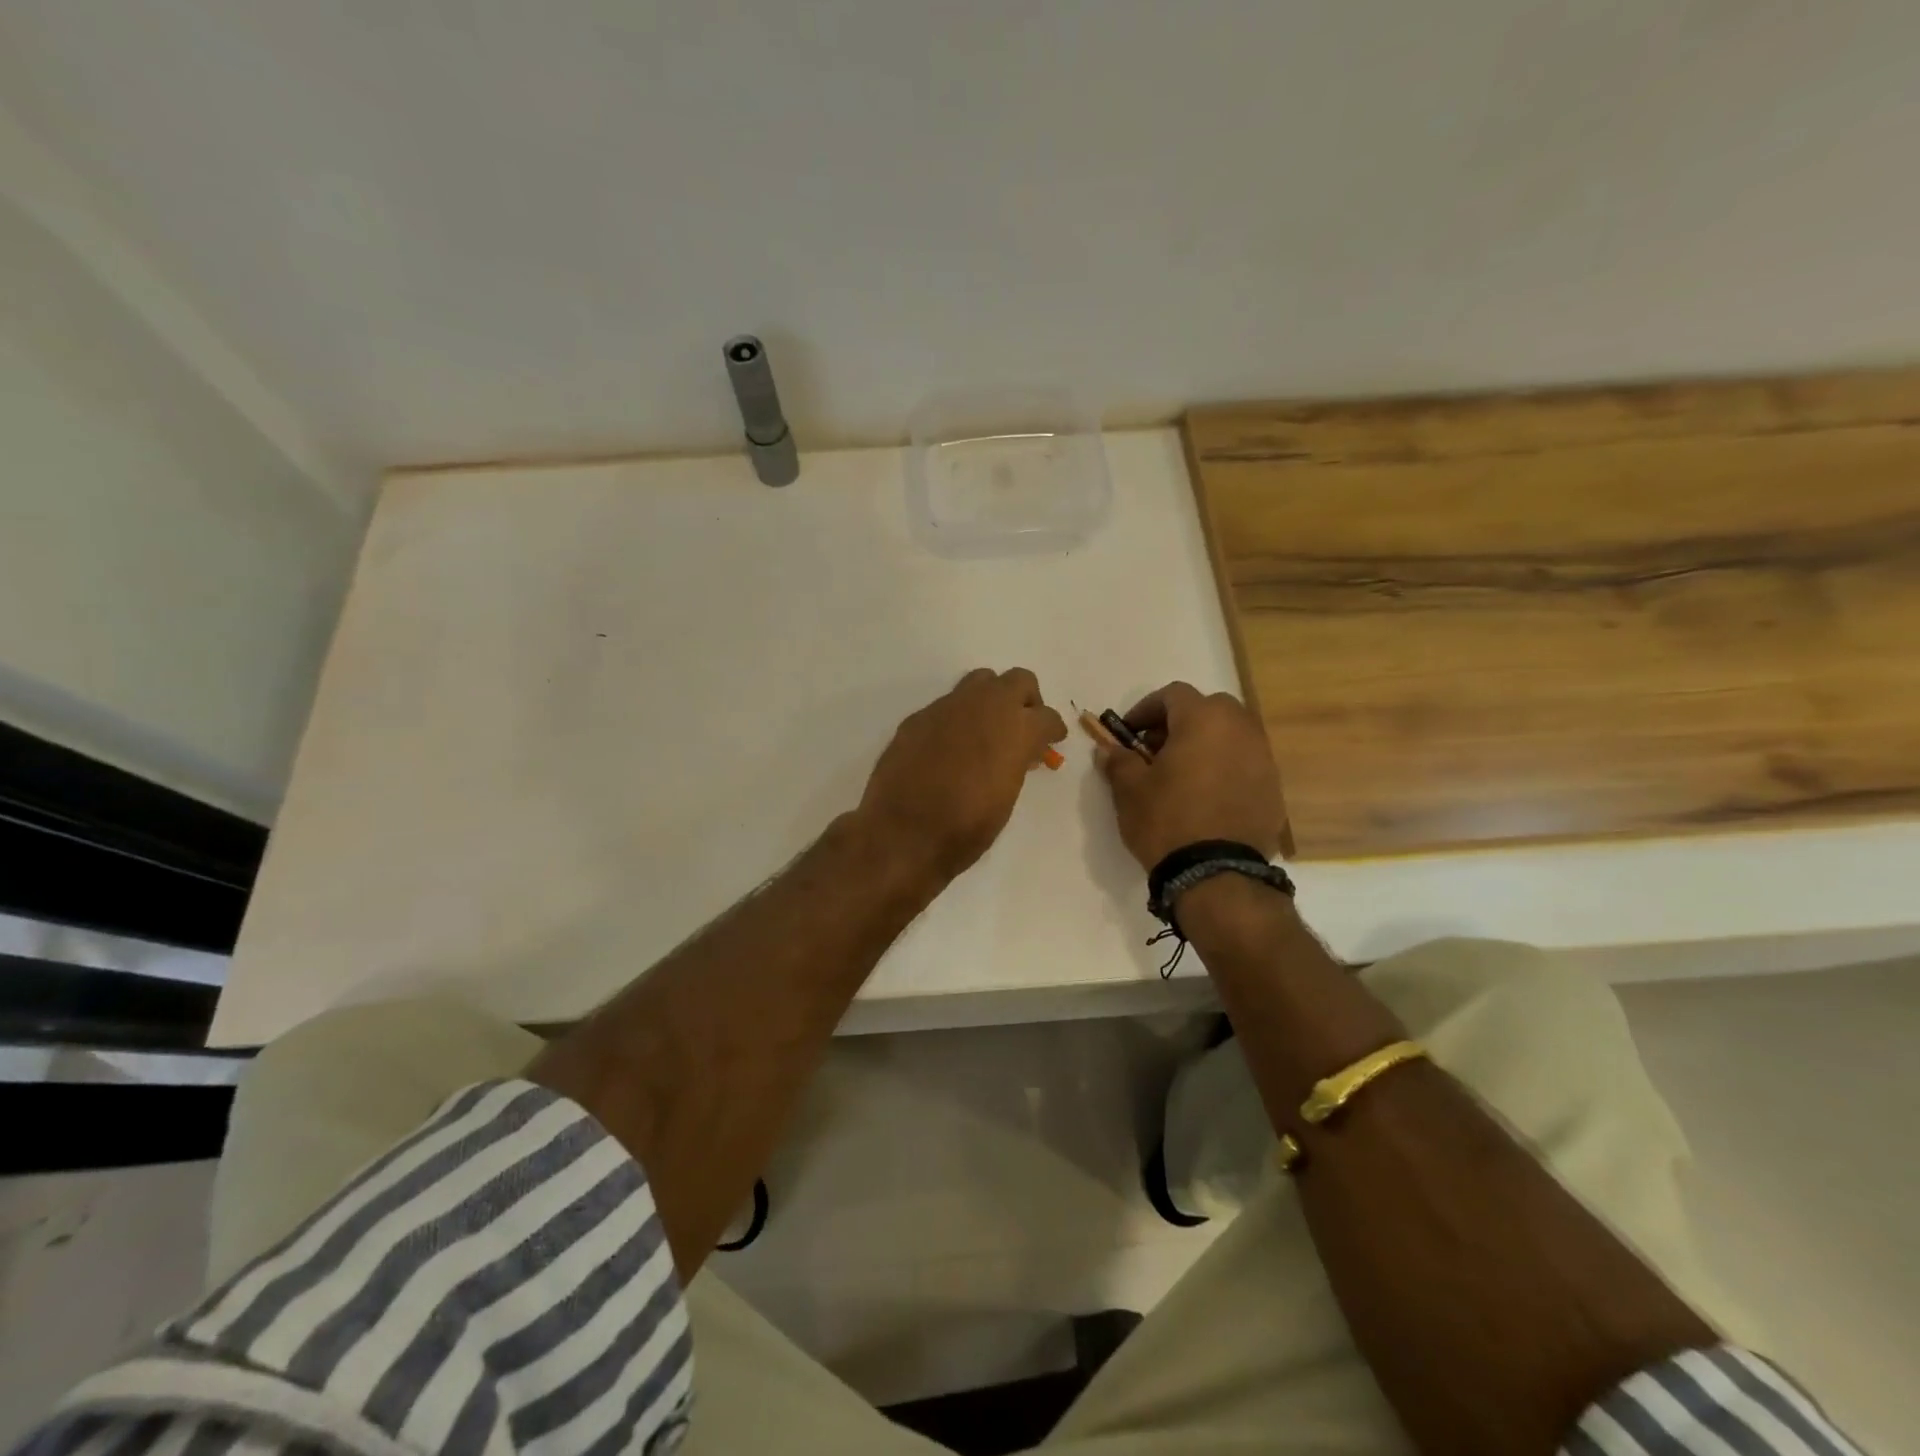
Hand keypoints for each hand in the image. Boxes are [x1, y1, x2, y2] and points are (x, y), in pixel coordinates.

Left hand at [858, 668, 1068, 880]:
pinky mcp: (918, 717)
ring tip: (986, 731)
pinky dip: (957, 719)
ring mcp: (948, 707)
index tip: (1052, 741)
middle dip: (1026, 700)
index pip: (1047, 717)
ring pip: (980, 681)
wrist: (903, 832)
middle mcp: (985, 706)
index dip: (1052, 730)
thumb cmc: (966, 827)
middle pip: (1018, 681)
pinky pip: (947, 706)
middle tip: (1022, 727)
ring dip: (990, 700)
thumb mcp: (1006, 797)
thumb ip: (1016, 764)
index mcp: (1016, 729)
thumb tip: (1018, 752)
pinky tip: (949, 747)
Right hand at [1097, 682, 1284, 869]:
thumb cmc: (1167, 820)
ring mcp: (1263, 758)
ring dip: (1204, 744)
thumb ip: (1119, 761)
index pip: (1173, 695)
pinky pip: (1244, 763)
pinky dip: (1224, 768)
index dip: (1146, 709)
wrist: (1217, 874)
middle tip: (1156, 750)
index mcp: (1203, 719)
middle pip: (1208, 709)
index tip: (1128, 733)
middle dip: (1179, 723)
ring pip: (1230, 735)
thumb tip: (1108, 750)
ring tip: (1181, 775)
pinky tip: (1206, 797)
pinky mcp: (1274, 787)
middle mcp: (1240, 729)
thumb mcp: (1130, 790)